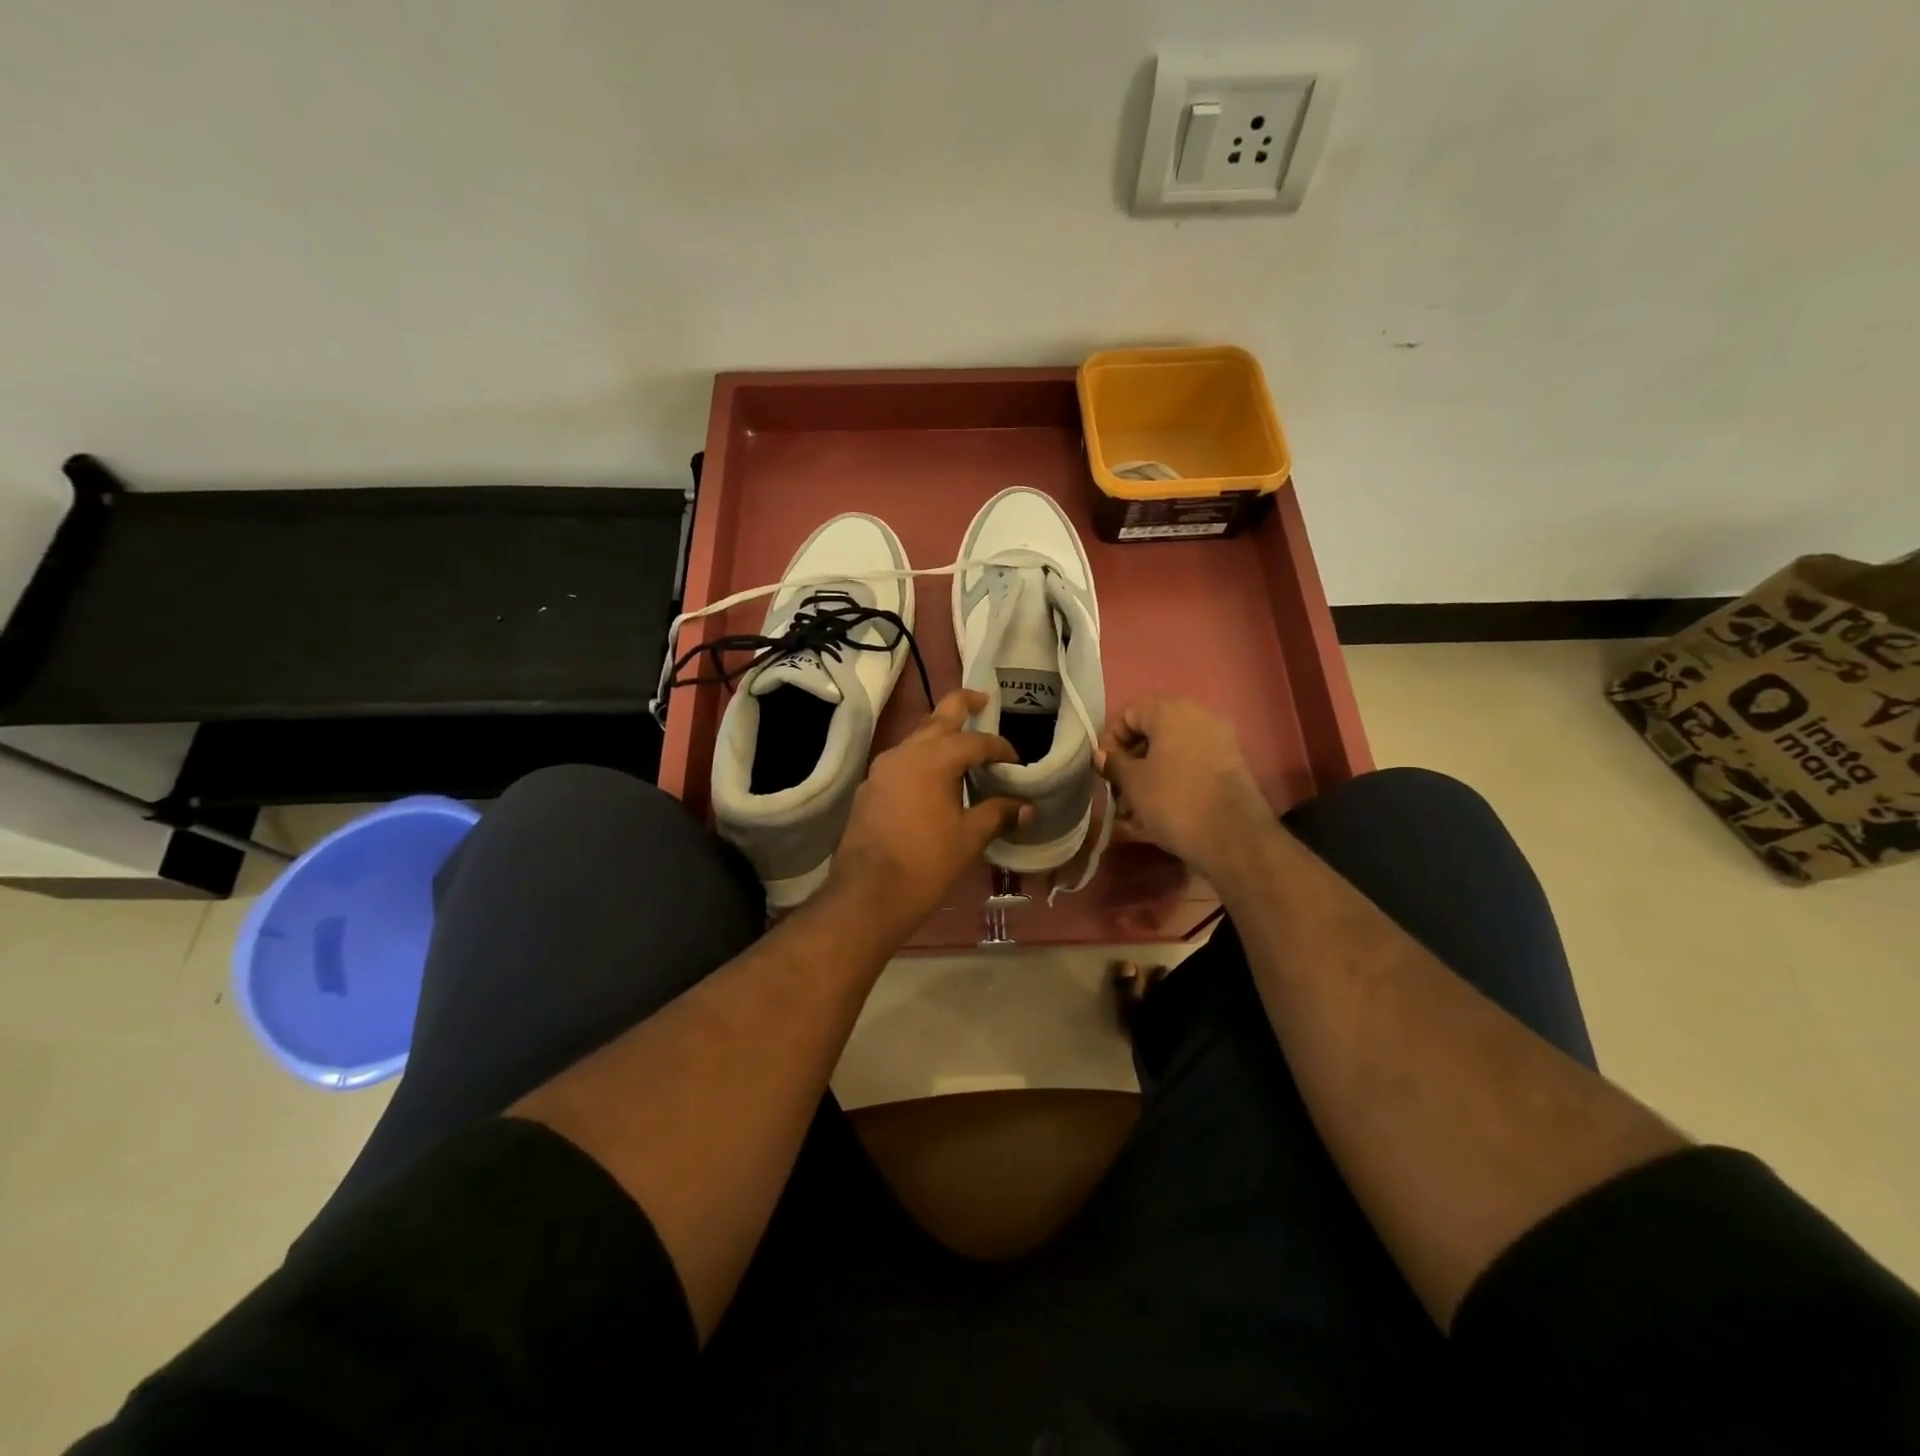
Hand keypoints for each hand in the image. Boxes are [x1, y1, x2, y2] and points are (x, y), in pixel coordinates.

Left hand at [824, 690, 1029, 941]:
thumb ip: (998, 814)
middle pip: (938, 718)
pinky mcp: (869, 789)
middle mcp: (904, 753)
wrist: (867, 894)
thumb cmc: (925, 862)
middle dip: (962, 705)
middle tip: (983, 700)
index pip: (975, 741)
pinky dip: (921, 761)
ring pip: (916, 739)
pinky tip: (932, 782)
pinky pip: (901, 763)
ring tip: (961, 746)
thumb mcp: (969, 837)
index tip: (1015, 762)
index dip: (1000, 748)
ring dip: (939, 736)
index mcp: (933, 758)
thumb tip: (1027, 807)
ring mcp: (881, 770)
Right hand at [1096, 697, 1272, 876]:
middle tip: (1118, 794)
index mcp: (1172, 711)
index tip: (1103, 771)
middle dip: (1130, 764)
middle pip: (1151, 734)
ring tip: (1134, 813)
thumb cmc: (1173, 801)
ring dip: (1148, 778)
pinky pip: (1190, 768)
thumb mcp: (1133, 783)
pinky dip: (1172, 785)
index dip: (1110, 741)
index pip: (1128, 715)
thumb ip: (1113, 764)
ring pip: (1171, 754)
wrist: (1234, 838)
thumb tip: (1102, 755)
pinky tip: (1158, 815)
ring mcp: (1219, 742)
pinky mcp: (1230, 767)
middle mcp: (1199, 717)